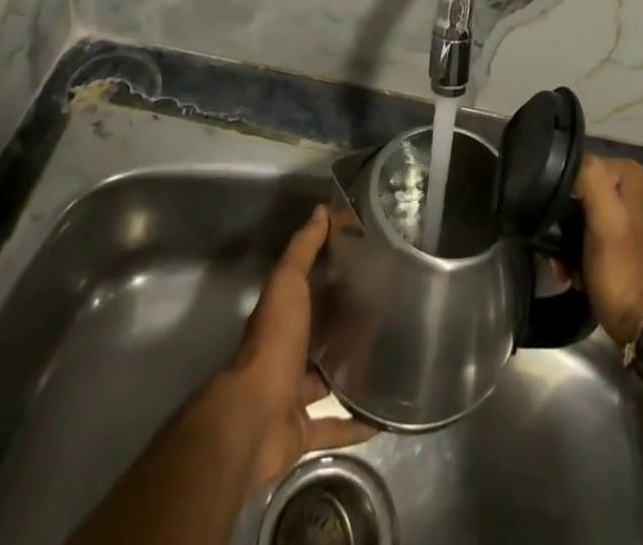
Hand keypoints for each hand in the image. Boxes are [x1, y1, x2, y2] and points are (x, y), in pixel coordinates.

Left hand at [216, 205, 375, 490]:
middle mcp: (287, 353)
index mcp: (283, 317)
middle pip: (320, 335)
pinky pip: (334, 427)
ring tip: (390, 360)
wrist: (252, 419)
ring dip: (351, 373)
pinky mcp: (302, 431)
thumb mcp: (287, 284)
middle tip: (388, 313)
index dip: (334, 275)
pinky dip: (356, 424)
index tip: (368, 263)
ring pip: (327, 379)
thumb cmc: (273, 343)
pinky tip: (384, 418)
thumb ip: (303, 249)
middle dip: (346, 325)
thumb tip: (322, 210)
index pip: (310, 289)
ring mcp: (292, 394)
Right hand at [574, 156, 642, 348]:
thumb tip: (566, 159)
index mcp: (626, 174)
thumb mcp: (605, 217)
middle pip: (574, 192)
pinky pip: (581, 237)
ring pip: (574, 216)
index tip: (554, 222)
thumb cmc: (623, 268)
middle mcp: (624, 189)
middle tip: (556, 250)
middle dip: (560, 222)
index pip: (576, 166)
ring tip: (562, 266)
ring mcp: (619, 216)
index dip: (560, 193)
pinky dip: (572, 255)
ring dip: (563, 243)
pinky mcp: (613, 242)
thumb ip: (589, 178)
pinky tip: (571, 273)